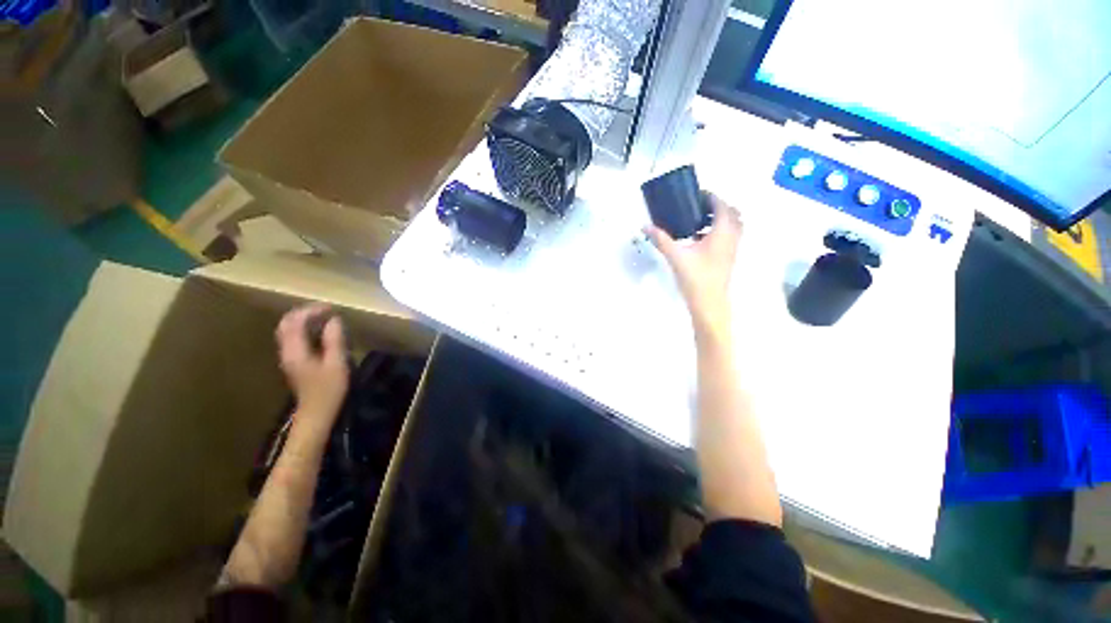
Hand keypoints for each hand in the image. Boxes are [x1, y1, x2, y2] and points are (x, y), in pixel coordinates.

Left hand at [275, 304, 348, 419]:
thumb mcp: (336, 363)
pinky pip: (294, 338)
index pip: (295, 322)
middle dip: (304, 312)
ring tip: (324, 316)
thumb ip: (334, 340)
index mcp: (295, 351)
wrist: (316, 413)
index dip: (311, 311)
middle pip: (287, 324)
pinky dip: (305, 329)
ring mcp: (288, 357)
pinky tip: (320, 331)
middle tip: (326, 309)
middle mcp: (287, 351)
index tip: (331, 307)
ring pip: (289, 330)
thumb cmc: (328, 390)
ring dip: (304, 320)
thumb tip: (334, 320)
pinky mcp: (294, 362)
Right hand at [645, 193, 741, 334]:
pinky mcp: (728, 259)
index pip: (722, 206)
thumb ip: (661, 240)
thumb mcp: (676, 257)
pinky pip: (729, 237)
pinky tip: (699, 240)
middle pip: (733, 214)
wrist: (709, 304)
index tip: (699, 194)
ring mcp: (732, 250)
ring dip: (720, 219)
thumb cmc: (695, 278)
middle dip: (719, 207)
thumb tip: (646, 226)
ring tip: (699, 221)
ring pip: (733, 226)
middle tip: (699, 207)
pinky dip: (718, 232)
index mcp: (722, 233)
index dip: (712, 197)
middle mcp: (732, 238)